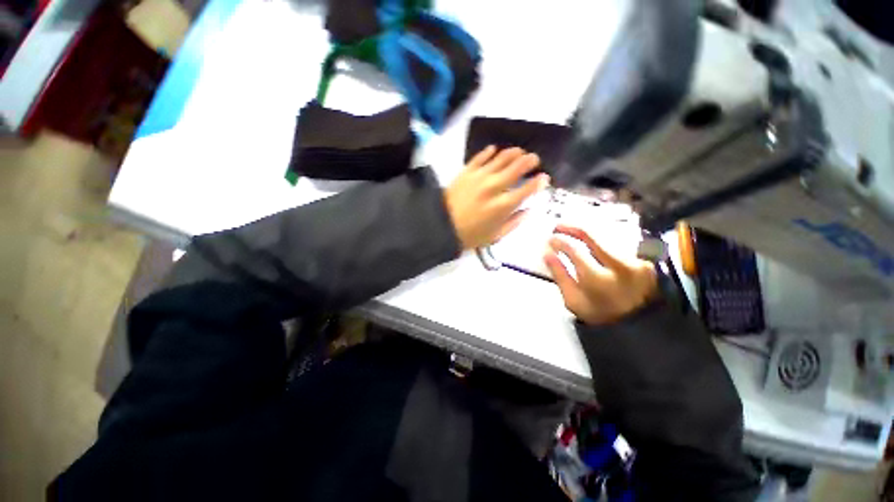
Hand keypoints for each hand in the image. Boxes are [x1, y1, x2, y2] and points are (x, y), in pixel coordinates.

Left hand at [445, 146, 548, 249]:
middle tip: (534, 159)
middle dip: (530, 161)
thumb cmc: (470, 235)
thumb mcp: (495, 236)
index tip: (545, 177)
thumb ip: (514, 222)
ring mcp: (479, 177)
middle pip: (517, 168)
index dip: (539, 182)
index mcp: (502, 205)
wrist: (443, 226)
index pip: (527, 189)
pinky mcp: (466, 171)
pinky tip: (495, 150)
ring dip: (514, 153)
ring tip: (519, 152)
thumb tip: (529, 210)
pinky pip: (480, 157)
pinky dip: (489, 152)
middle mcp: (494, 187)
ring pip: (501, 158)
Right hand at [544, 225, 657, 325]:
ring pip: (606, 240)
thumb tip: (547, 254)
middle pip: (593, 236)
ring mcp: (636, 262)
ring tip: (574, 235)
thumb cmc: (599, 314)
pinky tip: (594, 248)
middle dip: (572, 228)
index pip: (574, 251)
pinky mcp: (645, 262)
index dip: (560, 242)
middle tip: (558, 226)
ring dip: (588, 236)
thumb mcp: (573, 300)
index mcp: (598, 280)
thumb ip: (560, 276)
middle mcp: (619, 267)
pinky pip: (618, 247)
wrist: (638, 325)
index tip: (550, 239)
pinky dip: (603, 245)